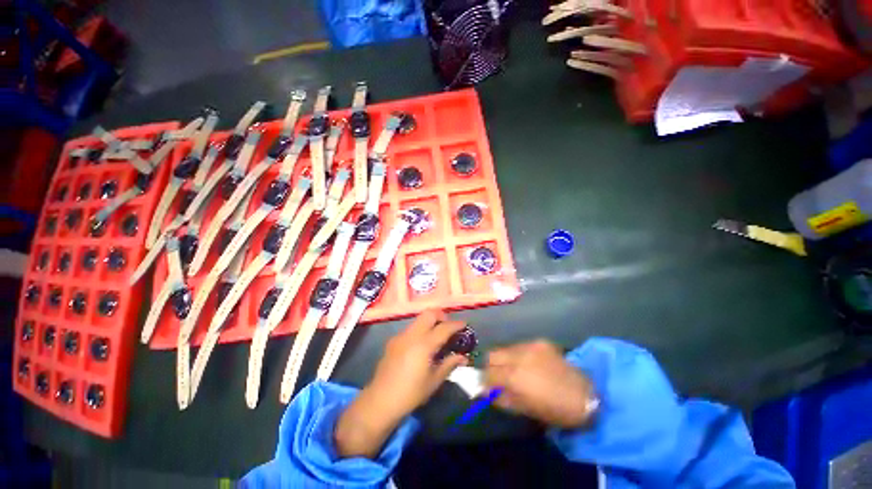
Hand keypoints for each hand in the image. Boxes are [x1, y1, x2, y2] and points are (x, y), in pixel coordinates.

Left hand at [335, 309, 468, 457]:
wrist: (380, 400)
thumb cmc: (411, 393)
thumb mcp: (434, 381)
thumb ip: (449, 364)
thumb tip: (463, 357)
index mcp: (424, 344)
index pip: (444, 327)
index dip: (456, 324)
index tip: (464, 324)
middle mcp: (412, 335)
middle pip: (429, 313)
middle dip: (441, 316)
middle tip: (448, 327)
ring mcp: (400, 336)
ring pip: (419, 319)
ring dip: (430, 322)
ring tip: (436, 336)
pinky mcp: (393, 340)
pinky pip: (410, 329)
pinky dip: (420, 330)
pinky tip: (420, 346)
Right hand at [485, 340, 595, 428]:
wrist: (586, 395)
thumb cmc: (556, 409)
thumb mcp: (526, 409)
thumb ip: (503, 398)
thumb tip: (487, 392)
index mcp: (515, 377)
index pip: (488, 373)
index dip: (484, 381)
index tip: (486, 387)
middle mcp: (519, 356)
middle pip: (492, 355)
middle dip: (491, 366)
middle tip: (497, 376)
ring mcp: (530, 346)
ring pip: (506, 348)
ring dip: (505, 359)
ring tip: (514, 370)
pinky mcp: (540, 342)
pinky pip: (521, 346)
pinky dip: (519, 355)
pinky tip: (529, 364)